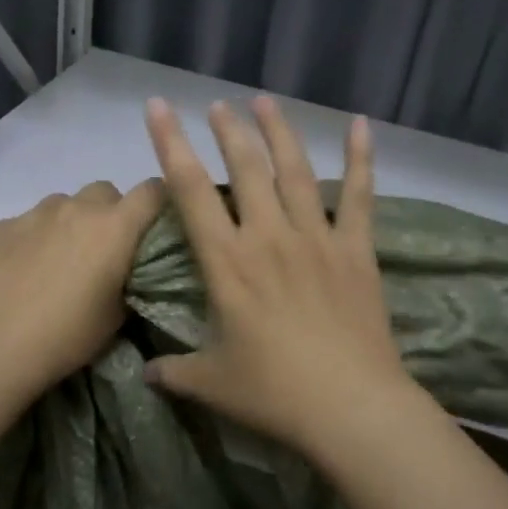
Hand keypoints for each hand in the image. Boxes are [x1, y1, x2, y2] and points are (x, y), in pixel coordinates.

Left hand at [0, 179, 164, 390]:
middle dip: (110, 213)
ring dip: (71, 222)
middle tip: (103, 248)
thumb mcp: (118, 314)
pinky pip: (29, 221)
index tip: (155, 223)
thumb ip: (131, 277)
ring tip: (59, 259)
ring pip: (64, 204)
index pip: (152, 191)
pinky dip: (35, 237)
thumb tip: (128, 267)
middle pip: (105, 192)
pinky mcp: (2, 226)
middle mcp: (77, 208)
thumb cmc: (69, 335)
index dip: (159, 202)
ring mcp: (35, 213)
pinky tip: (24, 269)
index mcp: (114, 227)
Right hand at [143, 95, 412, 453]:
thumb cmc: (274, 393)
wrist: (350, 407)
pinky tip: (361, 126)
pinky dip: (362, 159)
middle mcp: (269, 237)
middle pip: (245, 168)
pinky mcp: (357, 251)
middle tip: (218, 105)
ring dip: (278, 132)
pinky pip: (361, 196)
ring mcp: (317, 239)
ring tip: (264, 101)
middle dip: (228, 131)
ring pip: (295, 171)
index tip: (159, 108)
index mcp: (227, 263)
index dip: (171, 144)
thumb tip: (145, 375)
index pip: (190, 191)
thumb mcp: (212, 385)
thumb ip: (174, 373)